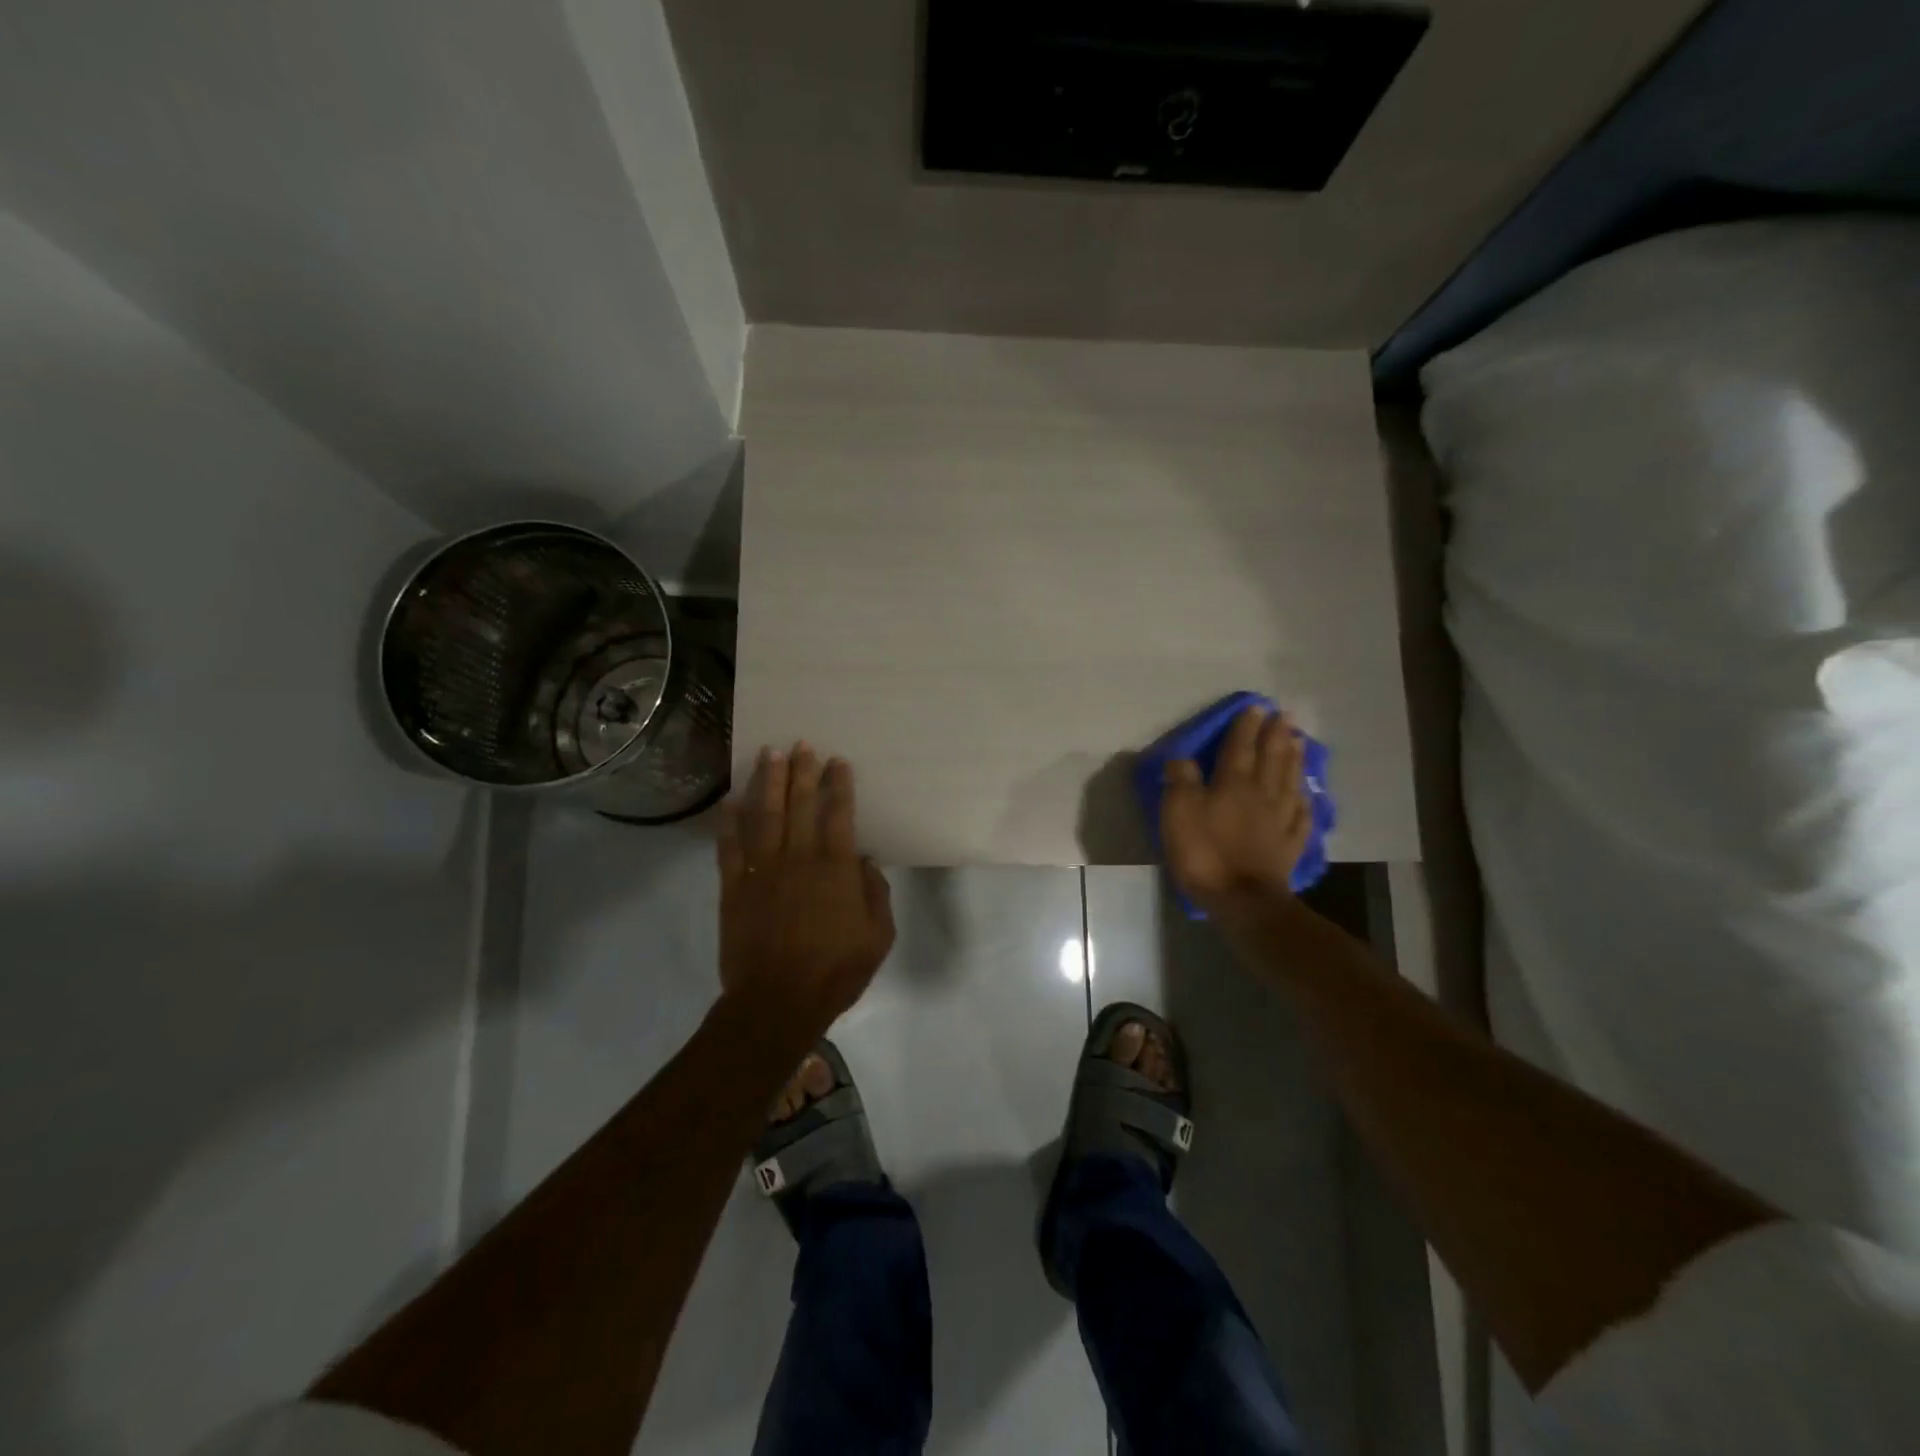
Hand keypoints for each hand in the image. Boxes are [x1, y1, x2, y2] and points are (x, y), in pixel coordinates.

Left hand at [717, 744, 894, 1035]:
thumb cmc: (835, 971)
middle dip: (802, 771)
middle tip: (802, 744)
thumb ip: (875, 894)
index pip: (838, 814)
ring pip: (764, 816)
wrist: (777, 1001)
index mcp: (835, 869)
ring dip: (767, 782)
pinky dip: (728, 822)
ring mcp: (762, 870)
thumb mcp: (877, 937)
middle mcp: (798, 858)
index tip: (837, 761)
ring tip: (768, 754)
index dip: (838, 785)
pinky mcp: (734, 887)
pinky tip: (729, 799)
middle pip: (799, 805)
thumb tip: (864, 862)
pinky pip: (729, 847)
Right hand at [1160, 706, 1310, 916]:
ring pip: (1290, 782)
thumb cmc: (1205, 853)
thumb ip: (1180, 780)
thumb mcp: (1179, 812)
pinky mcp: (1289, 846)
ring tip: (1300, 741)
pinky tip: (1307, 795)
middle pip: (1271, 759)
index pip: (1240, 748)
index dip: (1246, 727)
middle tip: (1285, 715)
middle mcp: (1261, 795)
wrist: (1243, 900)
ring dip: (1294, 759)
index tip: (1256, 706)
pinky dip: (1305, 801)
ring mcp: (1280, 821)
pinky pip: (1301, 817)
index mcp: (1233, 784)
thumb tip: (1181, 757)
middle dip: (1277, 735)